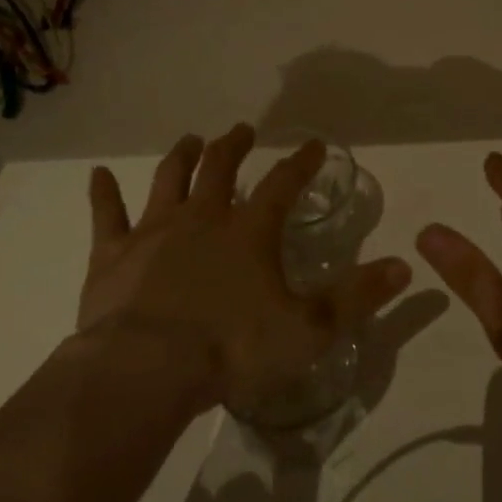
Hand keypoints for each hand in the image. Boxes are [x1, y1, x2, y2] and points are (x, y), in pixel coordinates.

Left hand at [83, 124, 412, 413]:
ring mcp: (154, 231)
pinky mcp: (113, 254)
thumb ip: (357, 297)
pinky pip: (106, 215)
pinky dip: (102, 193)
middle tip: (242, 130)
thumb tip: (405, 267)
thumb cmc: (233, 349)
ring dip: (181, 156)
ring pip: (168, 179)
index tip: (313, 145)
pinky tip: (96, 174)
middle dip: (233, 145)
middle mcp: (203, 217)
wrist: (147, 370)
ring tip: (190, 139)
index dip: (301, 163)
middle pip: (220, 167)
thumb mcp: (309, 330)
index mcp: (249, 231)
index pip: (282, 184)